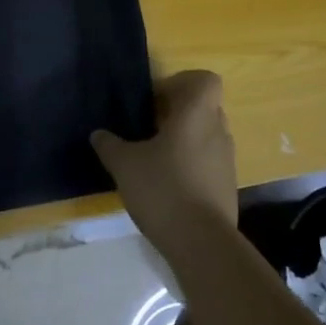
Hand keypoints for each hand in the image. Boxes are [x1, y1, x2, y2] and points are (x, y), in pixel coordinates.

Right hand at [91, 69, 237, 254]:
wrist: (202, 244)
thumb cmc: (164, 189)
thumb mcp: (125, 164)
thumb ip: (110, 145)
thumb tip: (98, 134)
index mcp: (197, 114)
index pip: (205, 80)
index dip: (182, 83)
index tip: (156, 101)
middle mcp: (218, 131)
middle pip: (203, 108)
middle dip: (177, 114)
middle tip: (147, 128)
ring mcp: (227, 161)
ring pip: (206, 136)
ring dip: (183, 141)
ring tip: (153, 159)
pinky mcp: (227, 187)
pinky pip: (208, 163)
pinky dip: (191, 166)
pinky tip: (167, 186)